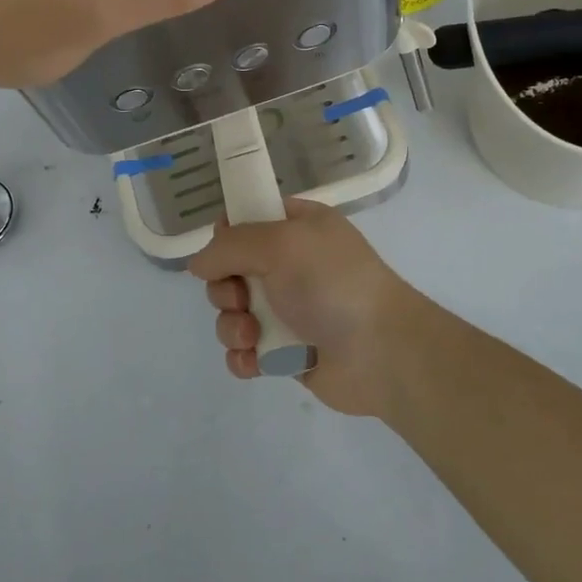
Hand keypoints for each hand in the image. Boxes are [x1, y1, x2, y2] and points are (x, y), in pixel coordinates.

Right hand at [187, 200, 432, 418]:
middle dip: (225, 289)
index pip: (248, 219)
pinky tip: (255, 363)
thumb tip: (198, 263)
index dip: (227, 234)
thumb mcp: (280, 244)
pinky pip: (244, 351)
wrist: (382, 352)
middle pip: (230, 270)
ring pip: (232, 314)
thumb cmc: (333, 284)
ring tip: (254, 337)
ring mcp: (287, 310)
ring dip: (232, 327)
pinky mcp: (285, 352)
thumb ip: (231, 245)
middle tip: (242, 299)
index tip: (222, 250)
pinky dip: (243, 357)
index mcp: (297, 228)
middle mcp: (290, 265)